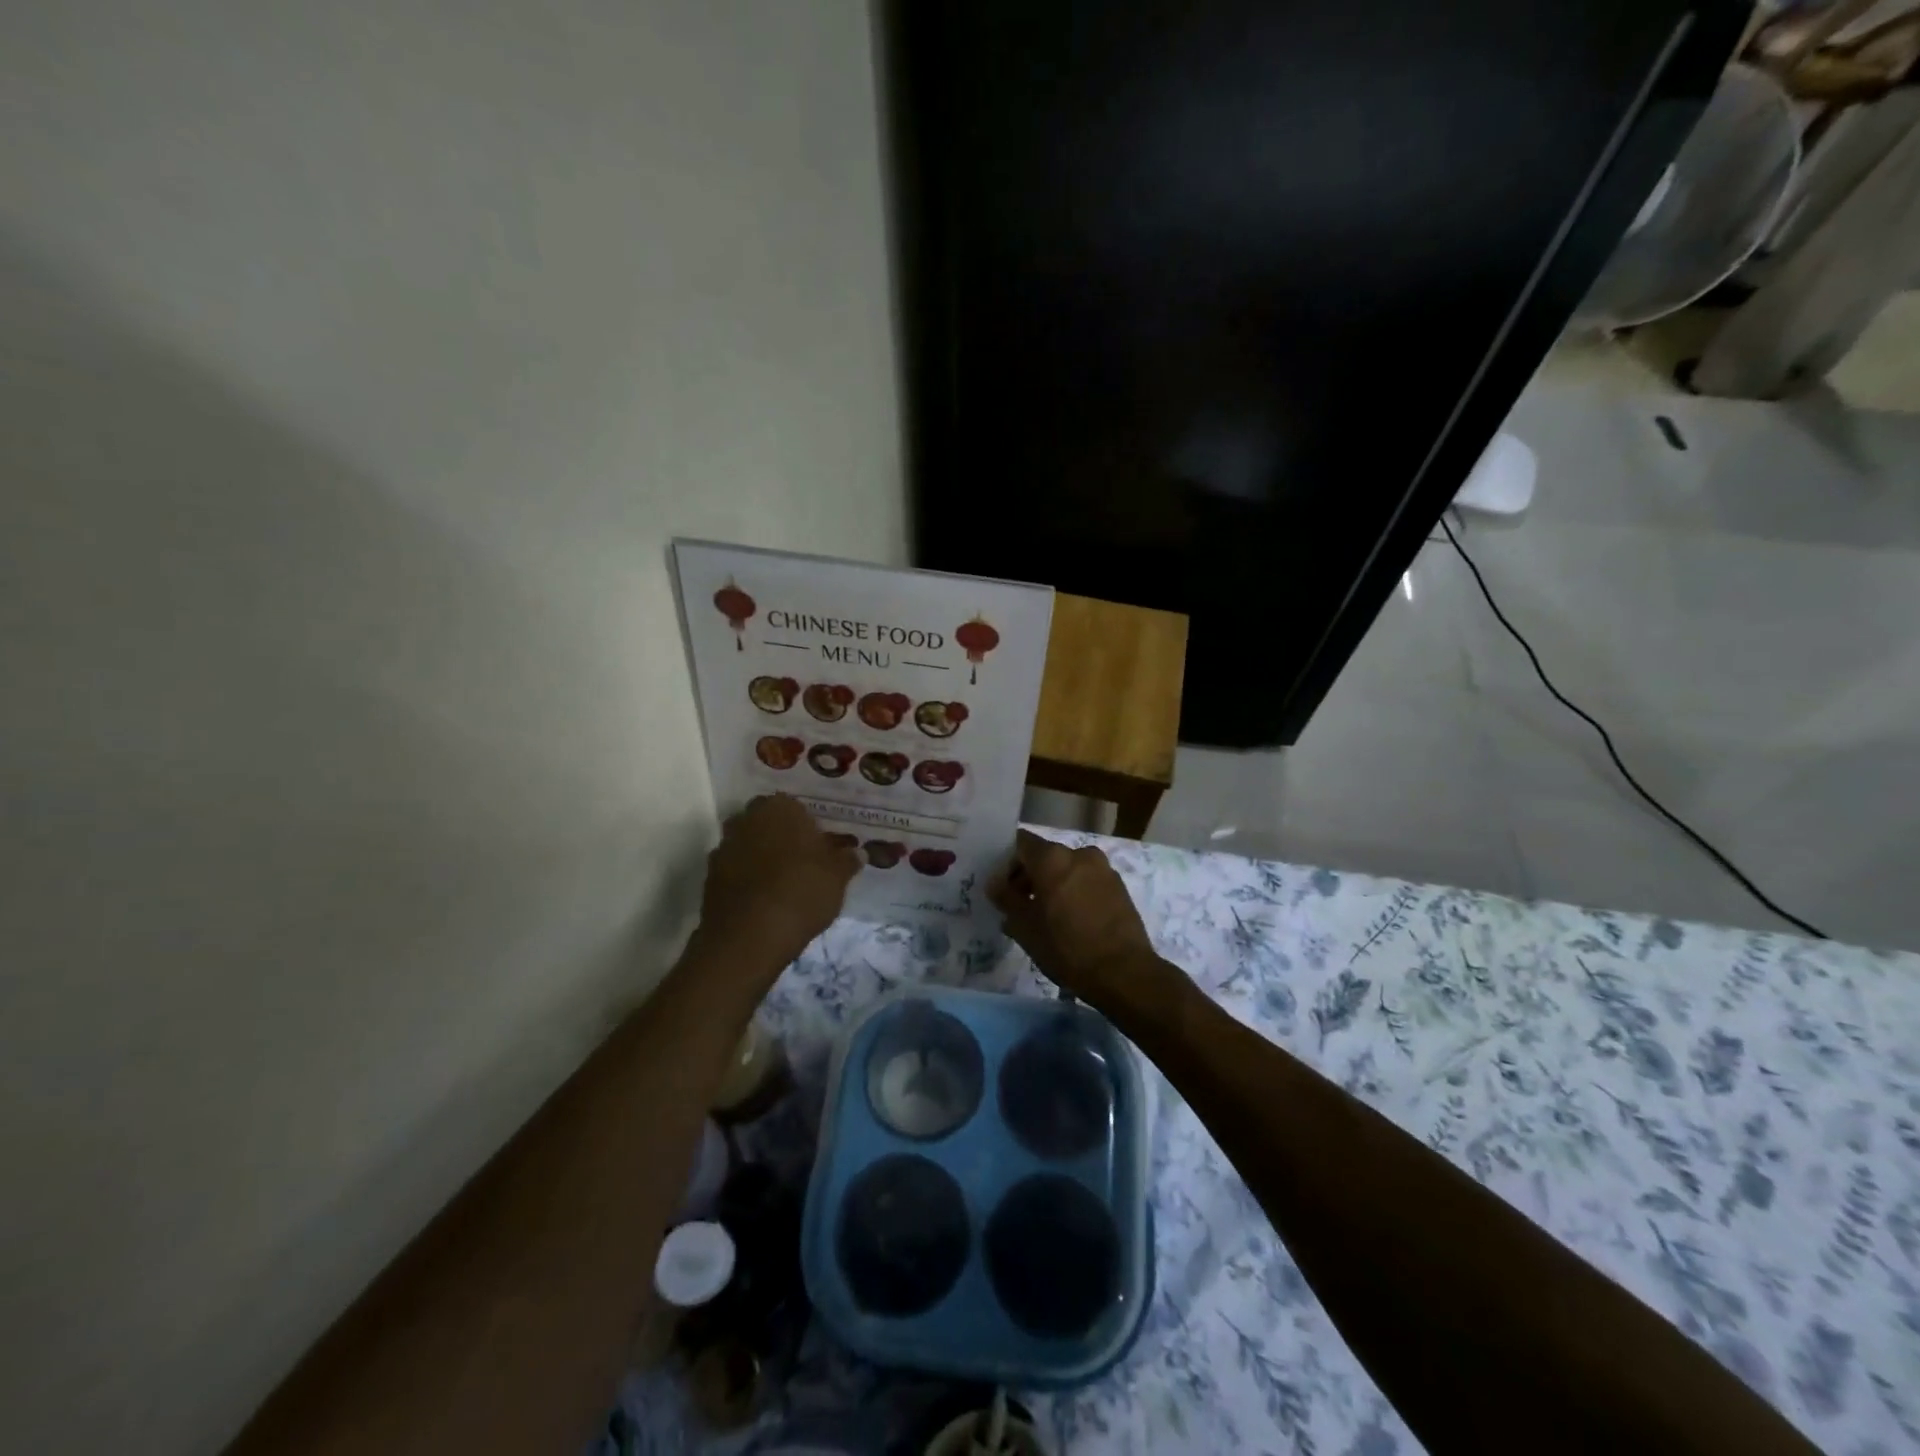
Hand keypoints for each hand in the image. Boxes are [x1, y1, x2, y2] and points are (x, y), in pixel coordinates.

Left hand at [693, 795, 859, 986]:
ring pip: (749, 844)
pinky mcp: (710, 877)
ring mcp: (725, 847)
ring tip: (783, 883)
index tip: (820, 847)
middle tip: (803, 861)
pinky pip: (735, 870)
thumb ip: (847, 860)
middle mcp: (747, 819)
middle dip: (781, 837)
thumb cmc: (802, 892)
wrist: (749, 936)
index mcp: (780, 808)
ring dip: (762, 857)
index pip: (795, 806)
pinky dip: (747, 879)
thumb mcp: (838, 877)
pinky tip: (763, 899)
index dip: (808, 826)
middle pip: (767, 822)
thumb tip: (857, 852)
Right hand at [987, 830, 1158, 1005]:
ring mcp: (1103, 869)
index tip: (1002, 887)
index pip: (1021, 843)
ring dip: (1053, 885)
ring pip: (1068, 869)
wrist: (1124, 972)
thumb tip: (995, 884)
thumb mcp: (1025, 928)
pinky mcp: (1119, 887)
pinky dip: (1075, 892)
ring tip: (1047, 917)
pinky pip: (1087, 881)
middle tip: (1020, 906)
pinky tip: (1071, 921)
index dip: (1007, 861)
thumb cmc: (1066, 947)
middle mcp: (1079, 854)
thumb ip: (1006, 899)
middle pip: (1045, 856)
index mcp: (1053, 858)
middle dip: (1030, 876)